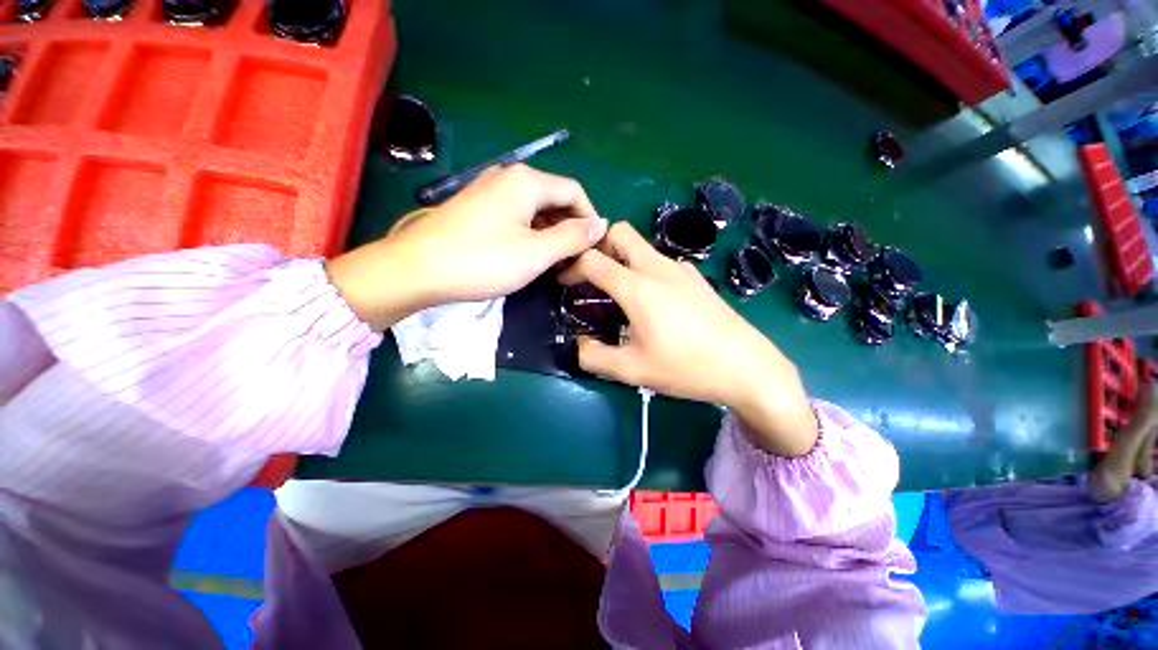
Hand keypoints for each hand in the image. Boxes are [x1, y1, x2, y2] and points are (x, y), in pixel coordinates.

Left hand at [327, 165, 606, 329]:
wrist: (416, 269)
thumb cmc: (481, 261)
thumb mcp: (536, 253)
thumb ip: (572, 237)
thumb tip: (601, 225)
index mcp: (527, 181)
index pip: (574, 192)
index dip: (590, 219)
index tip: (594, 249)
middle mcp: (509, 177)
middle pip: (555, 199)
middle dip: (570, 228)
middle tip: (575, 261)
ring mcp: (490, 191)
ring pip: (536, 210)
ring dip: (551, 234)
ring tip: (555, 263)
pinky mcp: (478, 208)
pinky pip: (517, 216)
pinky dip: (531, 234)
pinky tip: (530, 256)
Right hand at [561, 223, 817, 456]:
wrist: (747, 367)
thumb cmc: (686, 368)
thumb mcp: (632, 371)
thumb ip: (595, 357)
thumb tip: (580, 345)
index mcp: (638, 288)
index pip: (593, 260)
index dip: (572, 268)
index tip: (564, 283)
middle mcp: (658, 269)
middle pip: (621, 233)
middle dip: (600, 246)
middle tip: (593, 275)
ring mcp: (681, 270)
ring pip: (643, 246)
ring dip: (623, 258)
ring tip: (620, 292)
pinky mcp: (697, 278)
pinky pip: (662, 262)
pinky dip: (647, 270)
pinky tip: (654, 300)